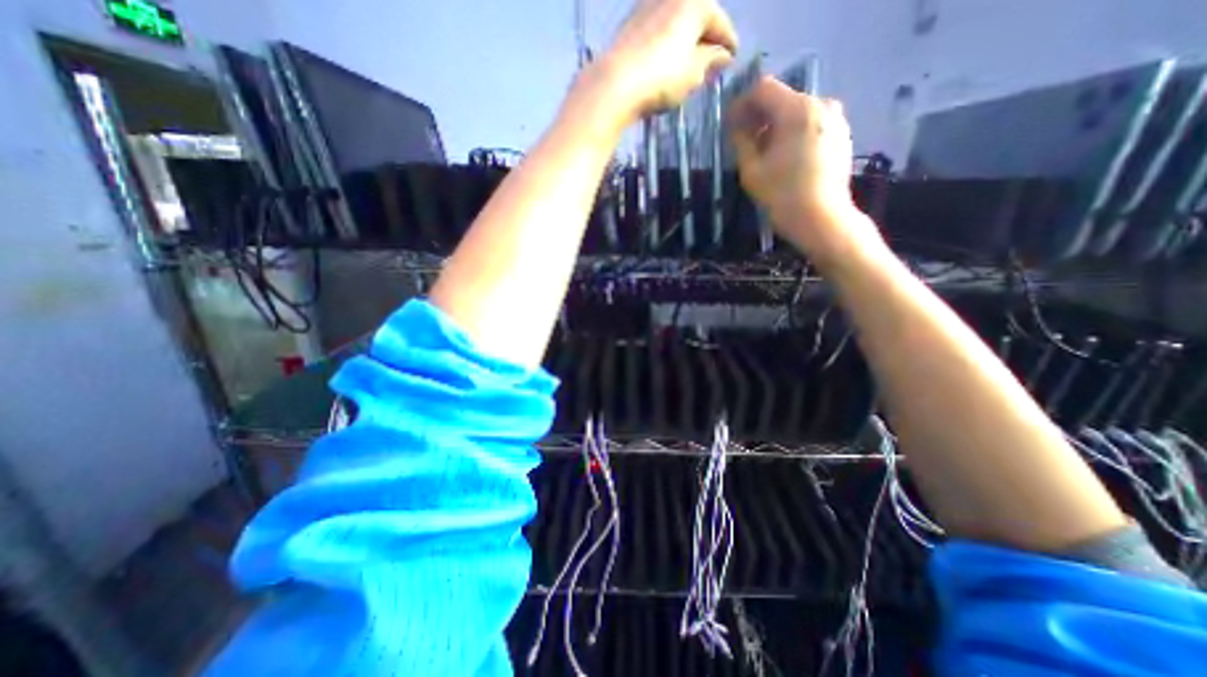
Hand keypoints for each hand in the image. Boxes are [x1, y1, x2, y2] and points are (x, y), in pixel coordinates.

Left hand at [592, 1, 736, 120]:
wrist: (615, 84)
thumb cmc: (662, 78)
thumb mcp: (693, 74)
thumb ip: (710, 61)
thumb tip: (722, 56)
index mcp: (694, 2)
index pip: (720, 22)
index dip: (728, 43)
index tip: (733, 58)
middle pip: (697, 18)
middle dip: (706, 40)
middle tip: (711, 63)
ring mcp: (646, 7)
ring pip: (675, 24)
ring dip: (685, 42)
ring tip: (689, 66)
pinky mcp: (629, 25)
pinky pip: (657, 32)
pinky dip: (666, 45)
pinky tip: (665, 63)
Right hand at [730, 78, 873, 262]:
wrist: (822, 219)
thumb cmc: (782, 195)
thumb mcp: (752, 170)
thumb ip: (741, 142)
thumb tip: (736, 128)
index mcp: (797, 109)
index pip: (763, 89)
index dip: (741, 103)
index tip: (729, 124)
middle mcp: (821, 104)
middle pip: (782, 99)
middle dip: (758, 116)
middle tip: (742, 139)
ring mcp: (835, 119)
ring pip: (797, 112)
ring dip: (775, 126)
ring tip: (762, 151)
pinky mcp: (841, 136)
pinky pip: (811, 125)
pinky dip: (793, 133)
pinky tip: (783, 157)